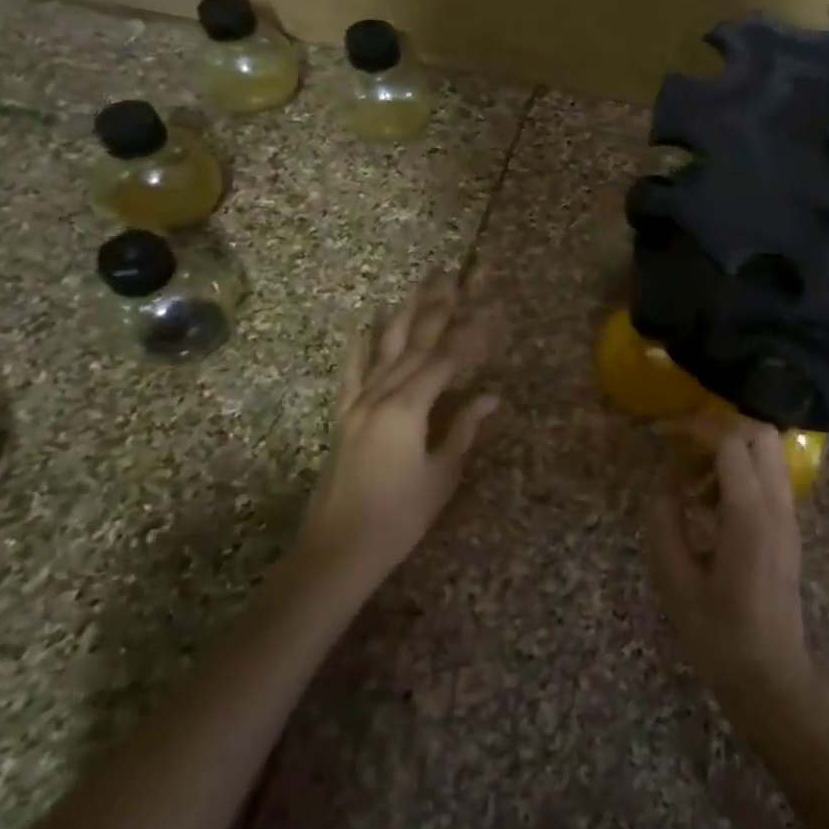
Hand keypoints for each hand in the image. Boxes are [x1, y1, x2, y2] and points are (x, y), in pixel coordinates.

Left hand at [298, 273, 498, 587]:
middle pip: (414, 344)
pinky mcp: (343, 418)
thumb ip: (464, 430)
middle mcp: (381, 396)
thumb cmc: (399, 517)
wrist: (337, 550)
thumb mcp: (441, 475)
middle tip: (453, 278)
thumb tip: (491, 397)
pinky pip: (351, 375)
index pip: (445, 361)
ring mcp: (358, 404)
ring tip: (418, 287)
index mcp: (408, 409)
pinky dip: (359, 349)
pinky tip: (364, 326)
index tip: (488, 314)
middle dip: (437, 309)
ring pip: (384, 350)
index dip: (469, 337)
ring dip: (403, 316)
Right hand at [646, 416, 815, 735]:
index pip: (730, 441)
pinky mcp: (788, 526)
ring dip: (730, 449)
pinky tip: (708, 504)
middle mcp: (777, 505)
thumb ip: (665, 517)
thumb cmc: (718, 635)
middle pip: (759, 432)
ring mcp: (788, 515)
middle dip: (718, 427)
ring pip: (768, 450)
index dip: (694, 428)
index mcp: (750, 516)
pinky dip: (739, 470)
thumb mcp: (674, 579)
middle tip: (681, 448)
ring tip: (692, 481)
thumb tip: (664, 475)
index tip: (662, 434)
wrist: (771, 678)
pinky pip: (768, 475)